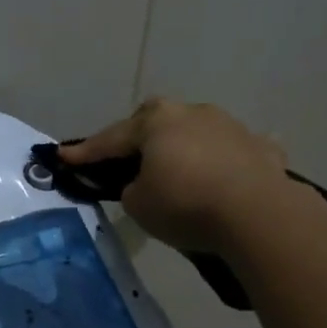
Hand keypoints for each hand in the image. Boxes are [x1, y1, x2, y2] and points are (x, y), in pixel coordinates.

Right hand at [61, 98, 301, 254]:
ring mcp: (231, 126)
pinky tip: (226, 178)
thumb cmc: (185, 204)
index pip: (111, 139)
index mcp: (156, 123)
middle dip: (140, 135)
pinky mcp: (263, 147)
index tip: (63, 156)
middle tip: (129, 156)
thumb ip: (133, 189)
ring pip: (197, 131)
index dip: (86, 151)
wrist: (257, 214)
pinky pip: (235, 151)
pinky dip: (226, 162)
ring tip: (180, 171)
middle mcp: (193, 114)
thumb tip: (145, 184)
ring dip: (185, 147)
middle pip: (157, 119)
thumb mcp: (139, 205)